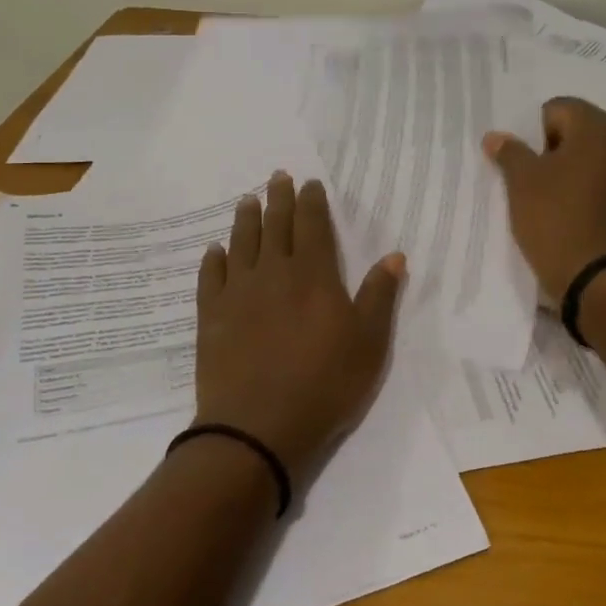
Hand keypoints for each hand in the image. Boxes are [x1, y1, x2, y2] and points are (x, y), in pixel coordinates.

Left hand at [193, 173, 405, 483]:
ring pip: (242, 243)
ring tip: (248, 200)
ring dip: (246, 219)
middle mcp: (274, 272)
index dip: (311, 201)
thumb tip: (394, 255)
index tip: (309, 183)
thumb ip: (380, 296)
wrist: (258, 427)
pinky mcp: (212, 316)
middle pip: (276, 225)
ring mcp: (238, 293)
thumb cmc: (324, 384)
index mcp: (313, 275)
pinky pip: (211, 277)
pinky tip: (215, 251)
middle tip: (277, 177)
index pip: (312, 225)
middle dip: (278, 199)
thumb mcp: (369, 343)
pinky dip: (214, 260)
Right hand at [482, 98, 605, 300]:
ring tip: (564, 208)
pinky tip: (587, 223)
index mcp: (600, 128)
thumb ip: (510, 153)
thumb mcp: (522, 186)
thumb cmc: (558, 223)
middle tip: (542, 188)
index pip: (559, 109)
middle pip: (585, 132)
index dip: (537, 136)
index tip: (531, 170)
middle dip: (560, 153)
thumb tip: (497, 136)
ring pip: (604, 160)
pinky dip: (602, 195)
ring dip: (583, 174)